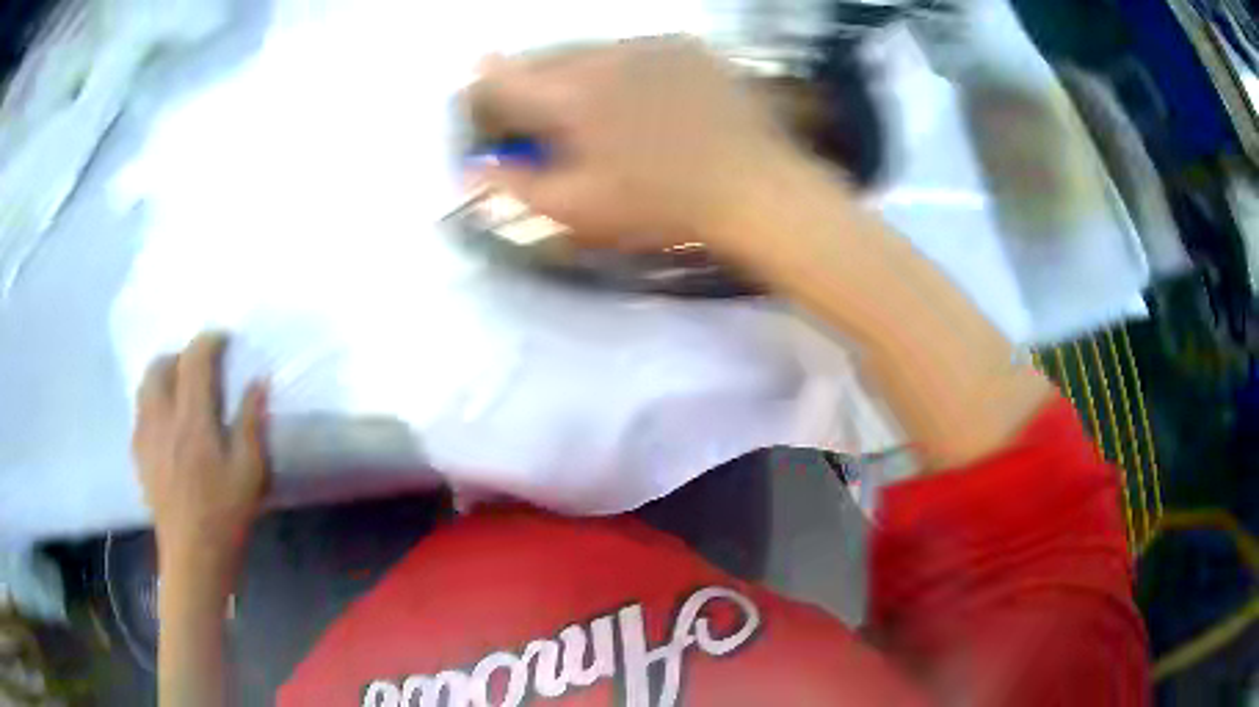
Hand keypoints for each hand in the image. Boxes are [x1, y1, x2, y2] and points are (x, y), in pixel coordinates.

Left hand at [133, 332, 268, 582]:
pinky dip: (153, 402)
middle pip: (161, 365)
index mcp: (192, 421)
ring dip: (163, 376)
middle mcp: (162, 419)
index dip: (209, 341)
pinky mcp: (138, 453)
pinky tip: (167, 423)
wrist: (193, 556)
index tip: (223, 340)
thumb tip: (257, 382)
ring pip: (145, 385)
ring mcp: (146, 436)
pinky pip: (140, 411)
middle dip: (180, 356)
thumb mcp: (249, 472)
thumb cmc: (225, 515)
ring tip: (180, 390)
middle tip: (199, 368)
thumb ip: (250, 422)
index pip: (194, 360)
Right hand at [468, 36, 800, 255]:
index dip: (482, 89)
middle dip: (532, 82)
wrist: (753, 187)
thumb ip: (515, 184)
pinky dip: (624, 68)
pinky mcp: (686, 46)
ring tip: (599, 109)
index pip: (500, 76)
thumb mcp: (577, 209)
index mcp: (567, 95)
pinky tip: (643, 98)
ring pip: (590, 49)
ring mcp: (649, 44)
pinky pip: (635, 48)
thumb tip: (472, 168)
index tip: (484, 105)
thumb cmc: (659, 206)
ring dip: (578, 73)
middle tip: (545, 116)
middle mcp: (602, 55)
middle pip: (544, 57)